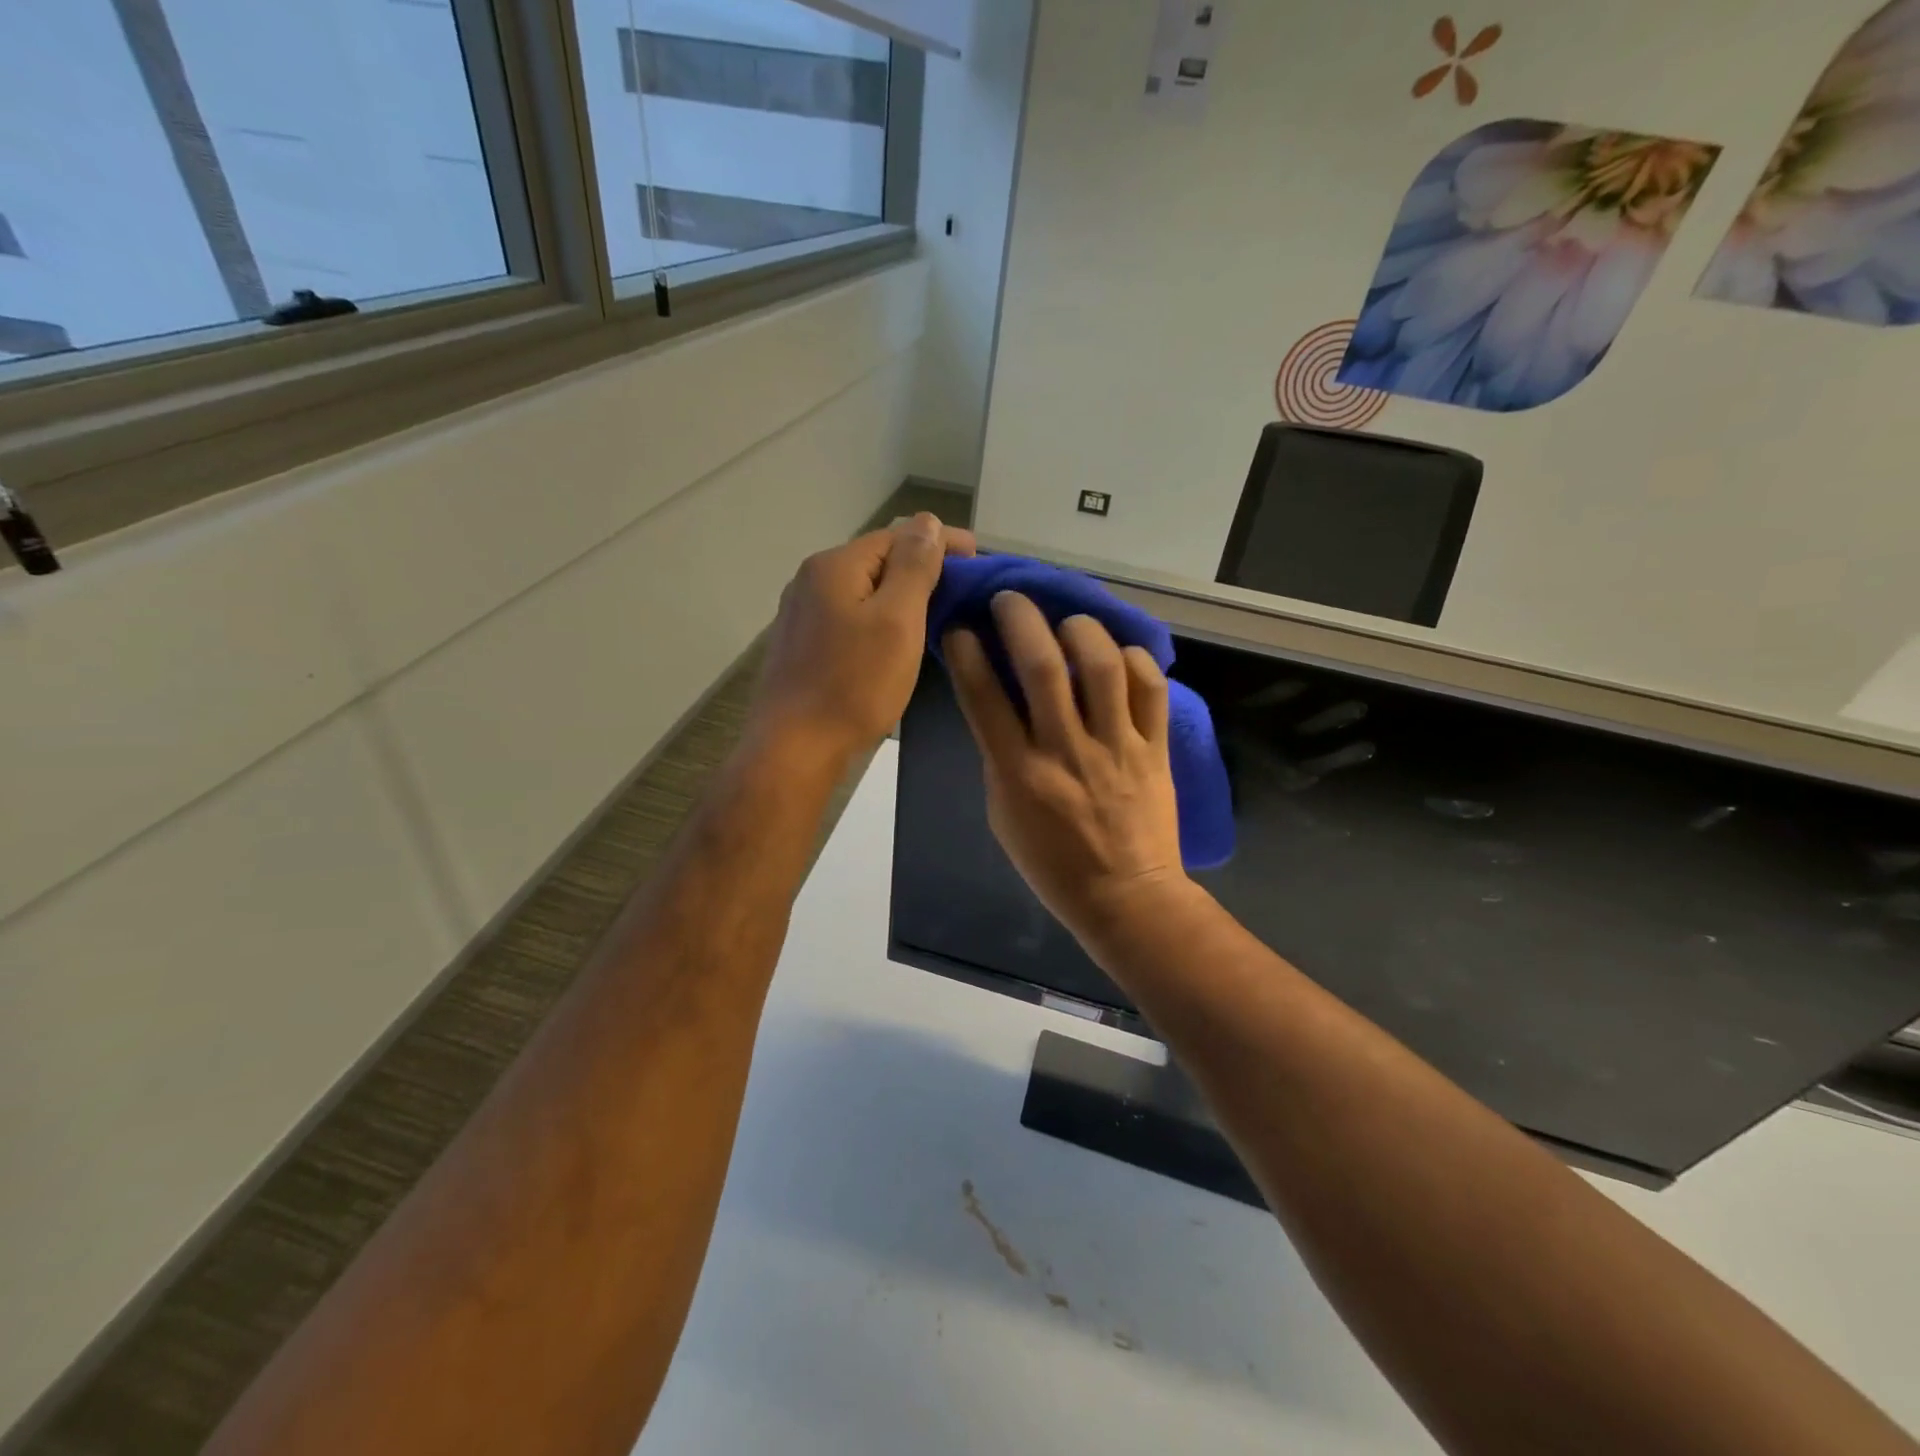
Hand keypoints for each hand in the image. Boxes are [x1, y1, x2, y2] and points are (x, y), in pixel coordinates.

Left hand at [752, 513, 975, 766]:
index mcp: (835, 566)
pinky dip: (880, 619)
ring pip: (864, 591)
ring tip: (938, 614)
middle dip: (922, 568)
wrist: (794, 750)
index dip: (941, 542)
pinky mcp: (802, 646)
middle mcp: (811, 580)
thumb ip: (914, 567)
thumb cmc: (853, 685)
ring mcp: (802, 615)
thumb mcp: (897, 621)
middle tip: (963, 591)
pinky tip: (897, 639)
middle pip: (878, 560)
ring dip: (901, 595)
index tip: (980, 558)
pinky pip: (851, 617)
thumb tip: (926, 522)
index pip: (897, 536)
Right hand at [945, 592, 1190, 944]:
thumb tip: (1001, 706)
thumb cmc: (1053, 865)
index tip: (960, 628)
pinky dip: (1134, 660)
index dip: (967, 654)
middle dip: (1020, 620)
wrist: (1127, 898)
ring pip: (1101, 666)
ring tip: (1068, 622)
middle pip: (1041, 667)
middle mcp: (1065, 750)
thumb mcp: (1005, 815)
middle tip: (1010, 601)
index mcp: (1019, 773)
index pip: (984, 698)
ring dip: (1080, 630)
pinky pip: (1150, 689)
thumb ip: (1000, 758)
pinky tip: (1119, 656)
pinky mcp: (1154, 748)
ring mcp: (1115, 746)